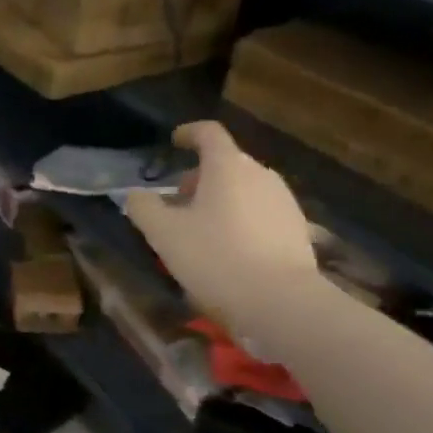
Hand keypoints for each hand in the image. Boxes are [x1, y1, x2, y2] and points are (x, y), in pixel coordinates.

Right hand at [125, 121, 316, 334]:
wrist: (280, 300)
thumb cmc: (215, 257)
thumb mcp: (163, 234)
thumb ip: (143, 207)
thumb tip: (135, 194)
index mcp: (227, 167)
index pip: (208, 133)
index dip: (188, 134)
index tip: (173, 143)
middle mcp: (260, 174)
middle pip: (226, 163)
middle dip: (198, 176)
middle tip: (176, 201)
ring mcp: (283, 200)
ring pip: (243, 188)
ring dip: (219, 199)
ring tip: (200, 229)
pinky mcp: (296, 227)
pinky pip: (260, 211)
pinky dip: (239, 218)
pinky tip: (228, 248)